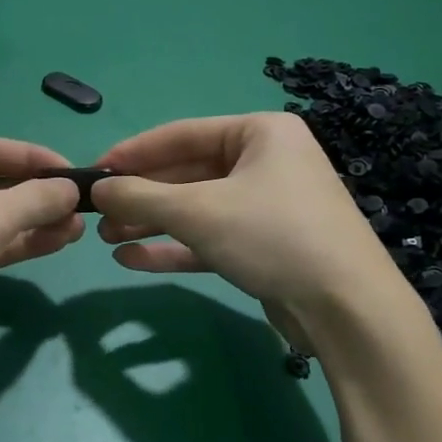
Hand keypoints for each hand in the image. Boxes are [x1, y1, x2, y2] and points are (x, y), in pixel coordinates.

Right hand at [90, 113, 421, 351]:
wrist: (346, 309)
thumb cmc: (272, 236)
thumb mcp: (198, 212)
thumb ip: (141, 197)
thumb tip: (98, 188)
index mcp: (260, 133)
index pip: (181, 134)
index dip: (133, 153)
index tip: (94, 170)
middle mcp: (266, 162)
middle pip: (187, 173)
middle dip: (141, 196)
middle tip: (96, 213)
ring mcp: (267, 206)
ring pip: (196, 209)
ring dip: (151, 223)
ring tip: (105, 237)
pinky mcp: (265, 246)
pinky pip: (210, 238)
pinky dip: (174, 247)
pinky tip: (132, 259)